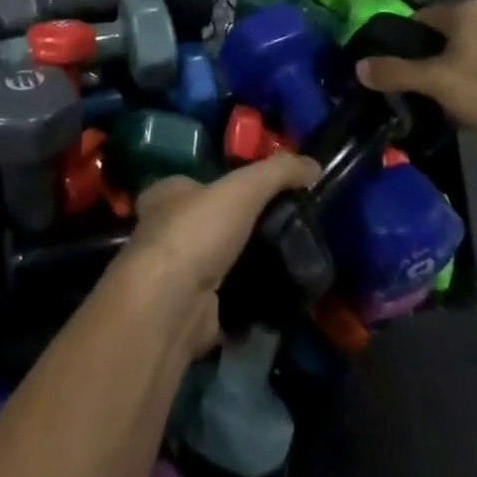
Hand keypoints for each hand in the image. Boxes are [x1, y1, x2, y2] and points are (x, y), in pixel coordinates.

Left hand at [109, 152, 319, 356]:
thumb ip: (277, 172)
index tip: (261, 196)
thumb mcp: (243, 188)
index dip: (225, 186)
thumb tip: (313, 164)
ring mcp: (173, 274)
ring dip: (242, 266)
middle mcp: (163, 230)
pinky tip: (271, 299)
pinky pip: (223, 301)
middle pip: (207, 224)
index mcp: (166, 193)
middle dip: (237, 230)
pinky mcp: (188, 311)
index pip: (197, 183)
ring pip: (215, 263)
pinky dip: (244, 301)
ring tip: (282, 264)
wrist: (171, 304)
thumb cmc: (197, 231)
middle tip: (279, 233)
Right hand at [355, 0, 476, 160]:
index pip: (421, 17)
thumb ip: (394, 72)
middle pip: (448, 33)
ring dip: (461, 69)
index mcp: (466, 8)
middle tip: (427, 89)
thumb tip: (359, 66)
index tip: (402, 70)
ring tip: (454, 102)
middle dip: (435, 58)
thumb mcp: (435, 83)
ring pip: (474, 49)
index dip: (407, 42)